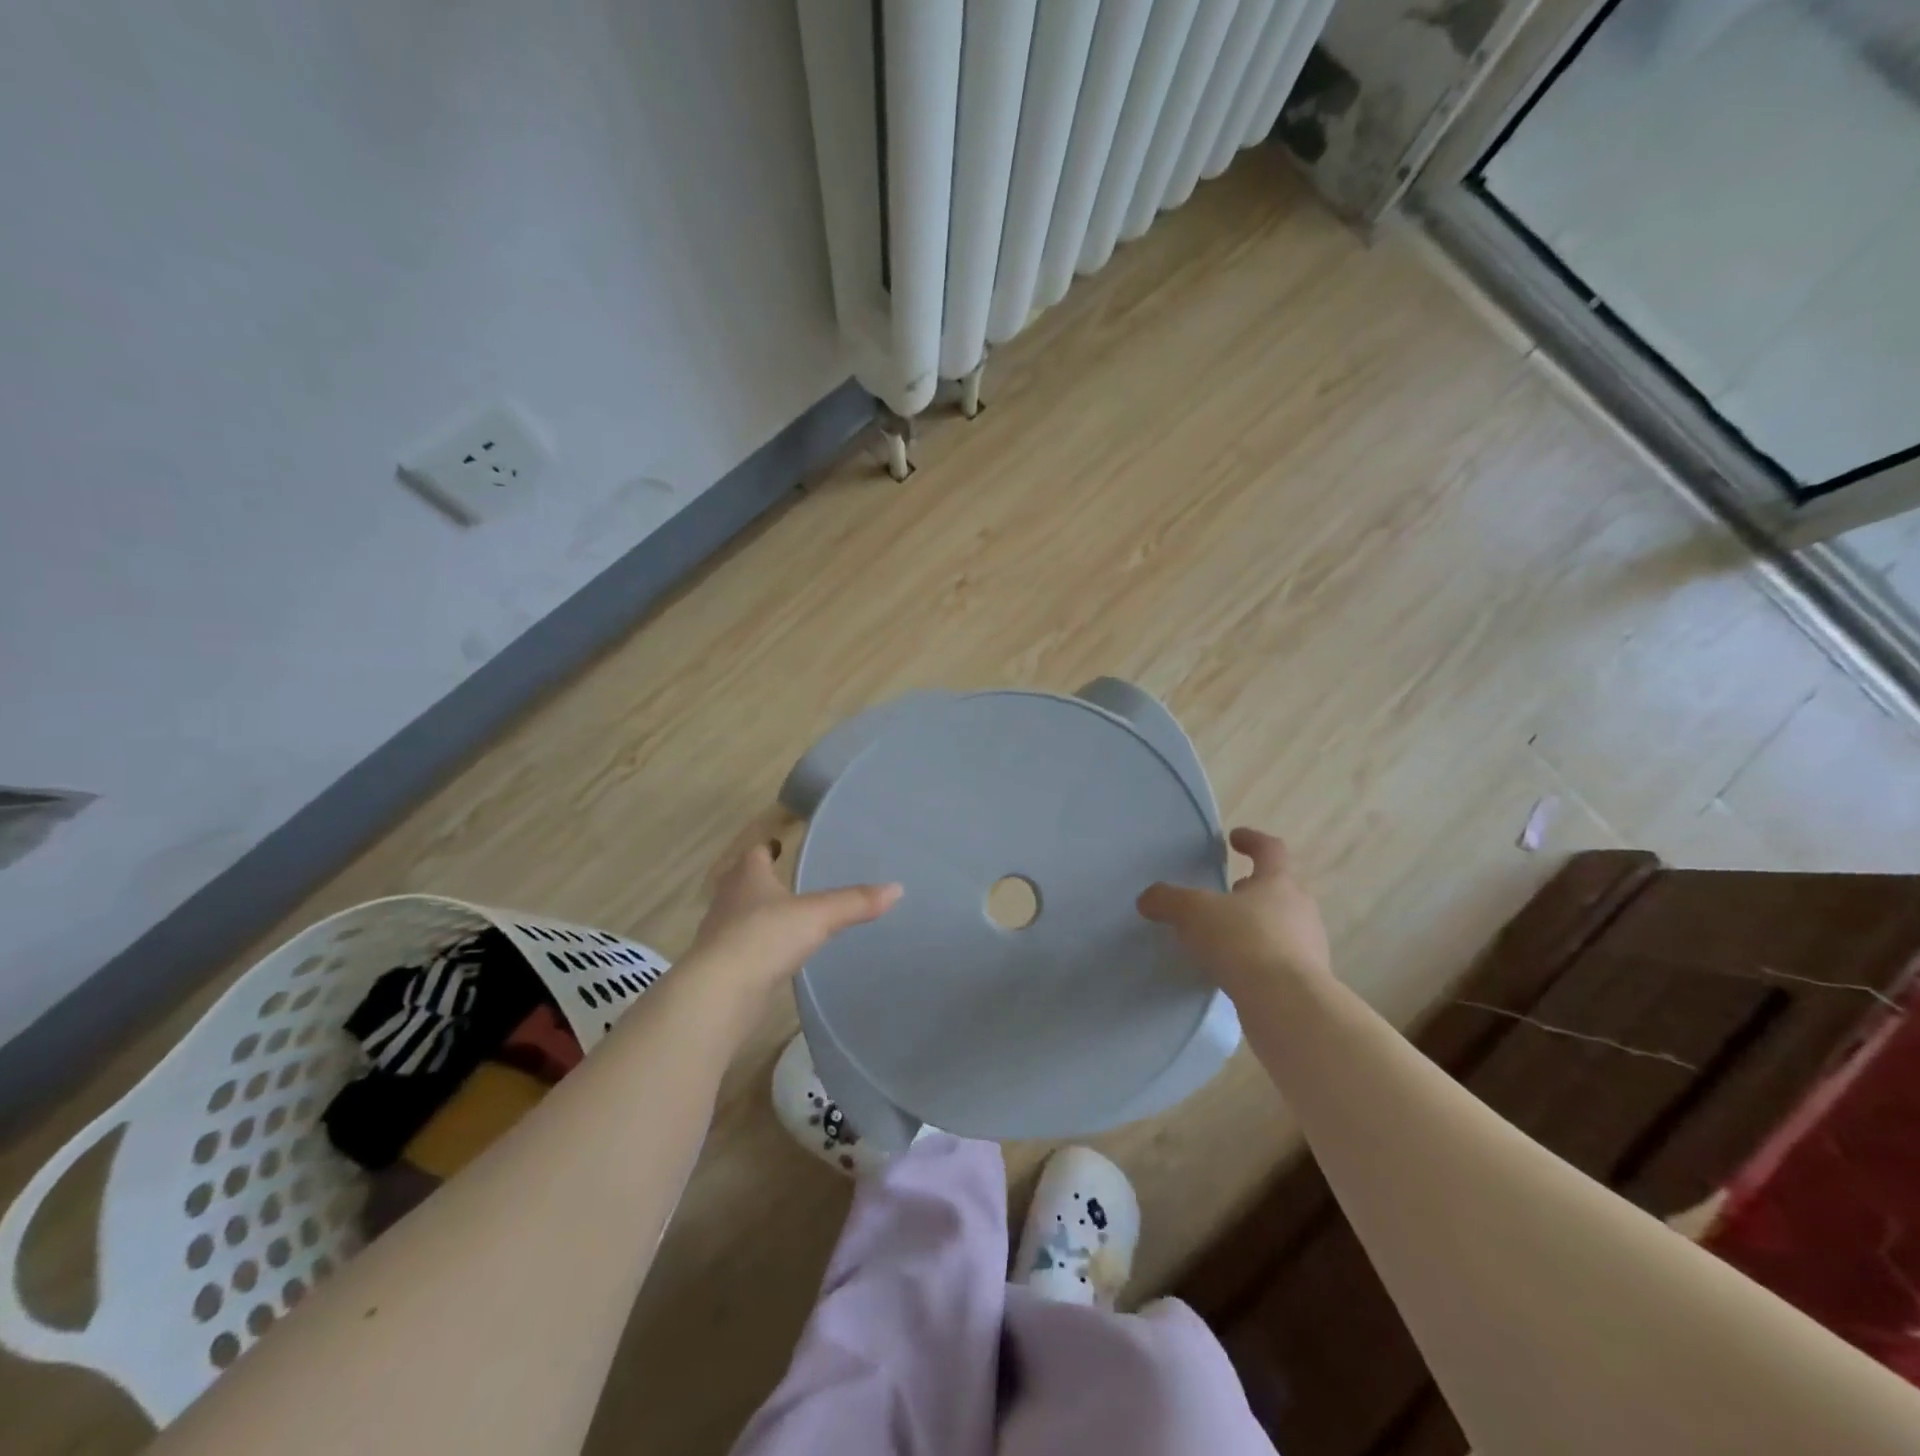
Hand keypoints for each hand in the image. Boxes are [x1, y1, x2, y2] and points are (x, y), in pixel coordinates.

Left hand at [685, 826, 901, 1001]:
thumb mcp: (818, 915)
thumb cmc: (765, 937)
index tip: (778, 844)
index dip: (766, 847)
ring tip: (783, 917)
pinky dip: (756, 948)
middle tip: (781, 878)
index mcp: (747, 877)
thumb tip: (898, 888)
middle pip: (739, 882)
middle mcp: (728, 901)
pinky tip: (774, 956)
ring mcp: (720, 937)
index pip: (754, 853)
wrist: (720, 994)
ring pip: (737, 917)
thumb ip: (855, 902)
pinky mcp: (721, 970)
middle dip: (757, 879)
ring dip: (755, 914)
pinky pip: (741, 950)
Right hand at [1137, 828, 1331, 999]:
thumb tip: (1148, 898)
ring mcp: (1309, 947)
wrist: (1287, 1005)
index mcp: (1278, 882)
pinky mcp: (1306, 982)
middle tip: (1228, 892)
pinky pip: (1279, 960)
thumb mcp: (1194, 912)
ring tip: (1225, 935)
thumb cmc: (1243, 941)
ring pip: (1281, 925)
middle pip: (1279, 888)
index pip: (1270, 849)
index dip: (1252, 840)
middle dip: (1253, 888)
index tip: (1234, 838)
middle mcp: (1301, 909)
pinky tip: (1234, 970)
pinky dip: (1258, 958)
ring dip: (1256, 924)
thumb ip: (1168, 900)